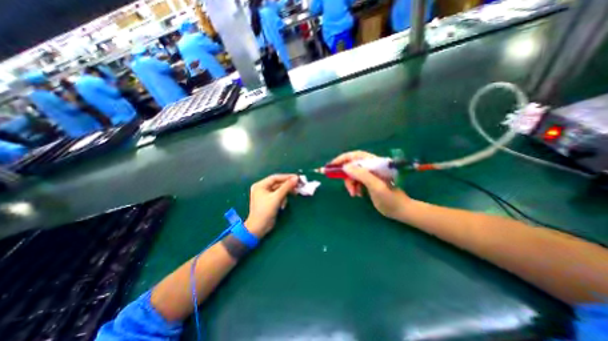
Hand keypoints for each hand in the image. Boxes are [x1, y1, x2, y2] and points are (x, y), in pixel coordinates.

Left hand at [244, 173, 297, 236]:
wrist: (259, 228)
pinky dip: (282, 199)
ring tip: (294, 194)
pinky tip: (283, 205)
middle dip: (288, 186)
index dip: (287, 177)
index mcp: (260, 185)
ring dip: (286, 193)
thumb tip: (296, 178)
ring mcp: (265, 195)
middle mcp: (262, 188)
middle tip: (298, 185)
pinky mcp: (269, 201)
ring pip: (279, 190)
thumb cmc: (265, 211)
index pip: (275, 177)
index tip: (297, 177)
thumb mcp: (276, 197)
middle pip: (278, 183)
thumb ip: (286, 187)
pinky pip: (278, 196)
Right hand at [330, 151, 409, 218]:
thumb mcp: (376, 186)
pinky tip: (358, 194)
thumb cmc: (390, 198)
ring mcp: (370, 174)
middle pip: (352, 165)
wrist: (400, 210)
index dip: (342, 159)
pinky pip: (356, 181)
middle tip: (346, 187)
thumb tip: (345, 167)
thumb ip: (361, 174)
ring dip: (350, 184)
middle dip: (347, 176)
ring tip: (354, 194)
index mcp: (375, 163)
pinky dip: (354, 187)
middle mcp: (371, 166)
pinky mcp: (369, 181)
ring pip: (353, 174)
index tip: (331, 166)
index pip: (355, 156)